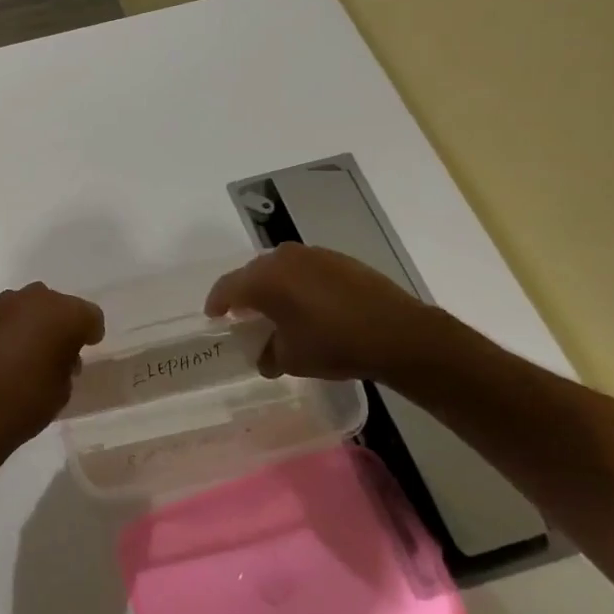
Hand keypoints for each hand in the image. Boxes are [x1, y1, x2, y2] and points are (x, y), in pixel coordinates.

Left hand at [0, 283, 105, 453]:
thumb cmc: (26, 403)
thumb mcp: (63, 388)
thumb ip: (67, 361)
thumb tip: (59, 354)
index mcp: (64, 315)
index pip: (89, 315)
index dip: (90, 332)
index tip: (86, 347)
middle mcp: (33, 299)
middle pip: (56, 304)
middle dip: (60, 322)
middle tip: (57, 349)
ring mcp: (0, 304)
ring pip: (26, 306)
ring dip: (31, 322)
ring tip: (26, 350)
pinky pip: (1, 316)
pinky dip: (6, 328)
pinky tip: (0, 352)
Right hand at [204, 243, 435, 382]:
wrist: (399, 333)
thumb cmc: (334, 345)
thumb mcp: (291, 359)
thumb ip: (267, 355)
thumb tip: (264, 356)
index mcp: (264, 279)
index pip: (227, 288)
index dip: (217, 303)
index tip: (214, 317)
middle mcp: (284, 258)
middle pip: (252, 274)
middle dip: (244, 294)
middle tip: (243, 315)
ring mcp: (313, 255)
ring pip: (279, 268)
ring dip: (272, 287)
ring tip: (276, 309)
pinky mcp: (338, 259)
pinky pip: (304, 269)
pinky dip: (297, 284)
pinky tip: (307, 304)